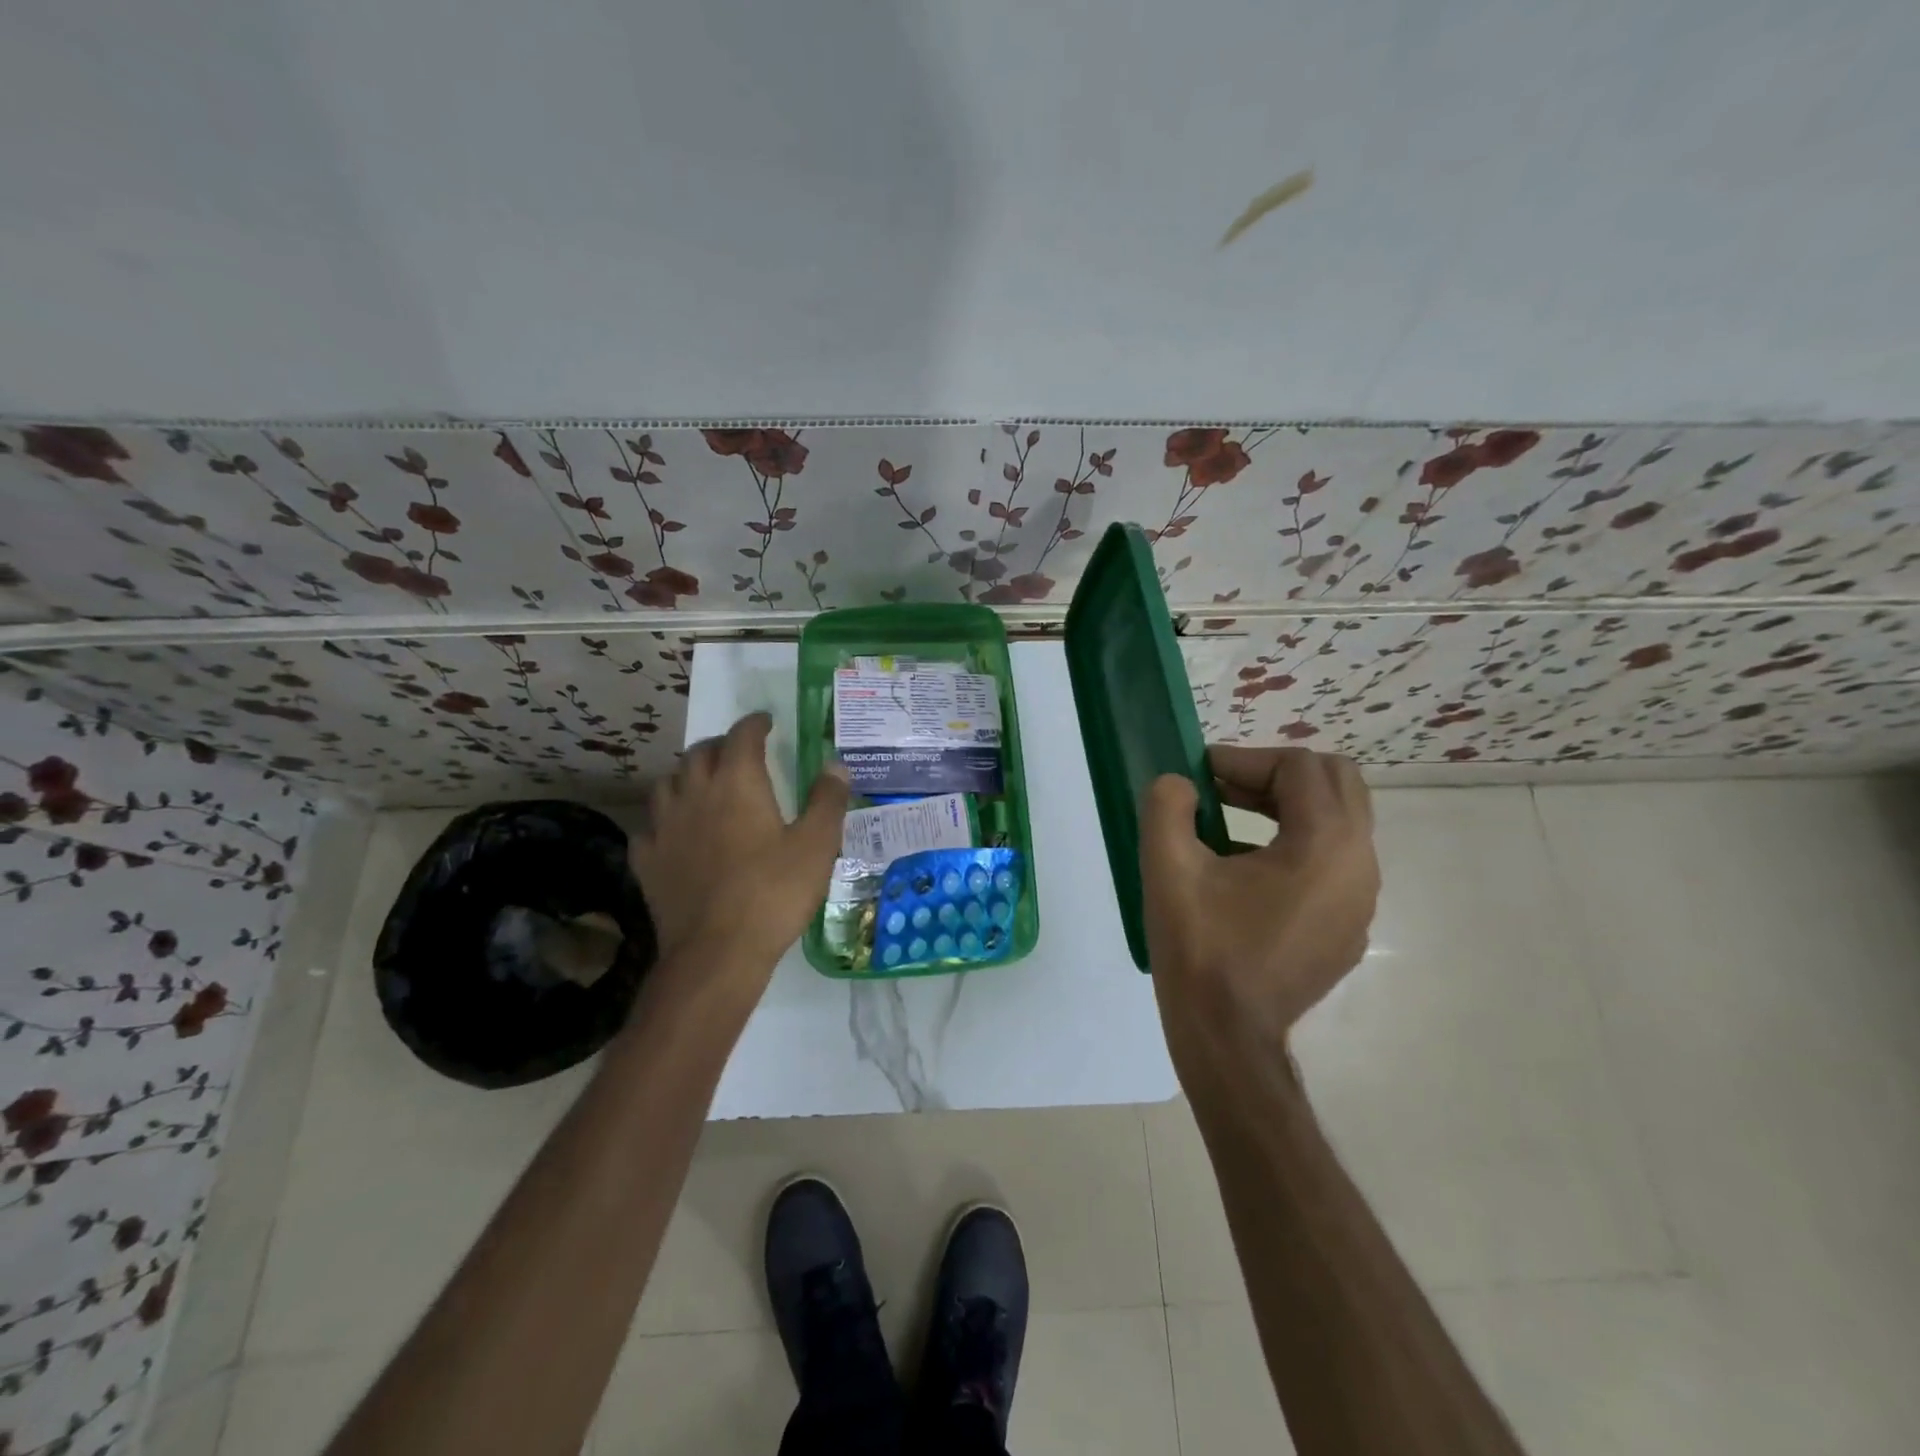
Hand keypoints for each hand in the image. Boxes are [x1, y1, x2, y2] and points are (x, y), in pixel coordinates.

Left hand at [630, 712, 849, 1004]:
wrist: (716, 952)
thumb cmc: (773, 893)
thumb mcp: (816, 846)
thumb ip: (827, 801)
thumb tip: (836, 766)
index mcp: (737, 782)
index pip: (742, 736)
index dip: (755, 724)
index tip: (766, 722)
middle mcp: (694, 793)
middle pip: (701, 753)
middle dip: (721, 745)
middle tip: (740, 753)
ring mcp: (664, 826)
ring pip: (668, 783)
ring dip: (688, 776)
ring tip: (704, 786)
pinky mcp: (646, 860)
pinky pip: (651, 826)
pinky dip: (665, 820)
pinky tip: (676, 834)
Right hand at [1140, 746, 1379, 1077]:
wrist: (1227, 1038)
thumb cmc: (1200, 949)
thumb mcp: (1167, 867)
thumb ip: (1168, 805)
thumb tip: (1181, 785)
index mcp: (1326, 845)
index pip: (1299, 767)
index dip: (1244, 759)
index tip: (1198, 773)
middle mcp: (1360, 866)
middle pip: (1335, 783)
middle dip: (1274, 774)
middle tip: (1221, 789)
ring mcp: (1360, 902)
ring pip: (1338, 822)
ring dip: (1285, 807)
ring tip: (1226, 823)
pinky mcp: (1347, 928)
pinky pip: (1332, 863)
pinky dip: (1295, 845)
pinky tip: (1245, 873)